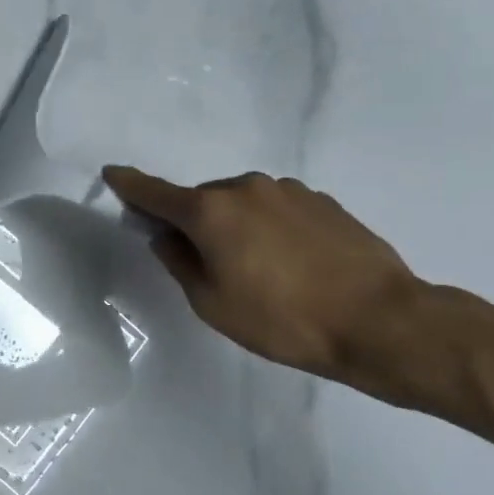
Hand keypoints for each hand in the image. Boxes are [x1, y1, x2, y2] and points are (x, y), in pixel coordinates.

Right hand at [102, 165, 426, 401]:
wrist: (381, 321)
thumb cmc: (283, 319)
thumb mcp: (212, 304)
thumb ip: (180, 263)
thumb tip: (166, 237)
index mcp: (211, 211)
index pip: (155, 193)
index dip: (130, 185)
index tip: (112, 173)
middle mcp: (245, 188)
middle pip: (202, 200)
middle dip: (194, 223)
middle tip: (207, 265)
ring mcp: (287, 190)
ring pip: (242, 203)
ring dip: (235, 225)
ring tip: (258, 270)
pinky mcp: (322, 201)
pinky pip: (276, 209)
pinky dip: (268, 227)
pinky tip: (291, 263)